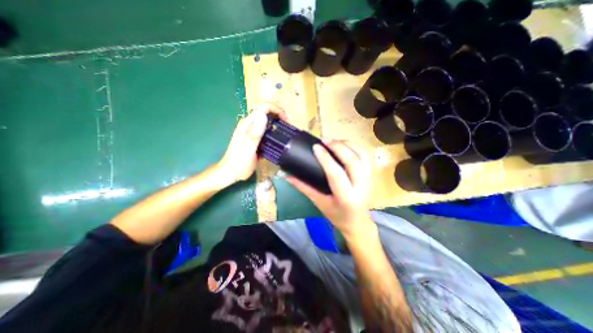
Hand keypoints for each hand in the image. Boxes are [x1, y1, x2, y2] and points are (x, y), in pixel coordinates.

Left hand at [217, 103, 287, 186]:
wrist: (230, 172)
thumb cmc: (238, 164)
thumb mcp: (247, 150)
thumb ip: (254, 135)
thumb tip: (264, 117)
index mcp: (247, 124)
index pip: (264, 108)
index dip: (277, 110)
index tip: (286, 121)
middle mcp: (249, 124)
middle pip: (266, 112)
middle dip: (279, 116)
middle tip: (287, 128)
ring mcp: (251, 130)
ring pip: (267, 120)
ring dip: (277, 123)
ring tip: (285, 133)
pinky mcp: (254, 137)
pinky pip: (266, 129)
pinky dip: (274, 131)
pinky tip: (278, 139)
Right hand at [285, 141, 371, 238]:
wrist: (357, 222)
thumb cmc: (336, 215)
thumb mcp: (319, 203)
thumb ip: (304, 188)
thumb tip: (288, 175)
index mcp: (346, 197)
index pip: (336, 174)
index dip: (326, 158)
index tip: (316, 147)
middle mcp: (361, 187)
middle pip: (352, 161)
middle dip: (338, 147)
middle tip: (324, 140)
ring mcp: (369, 180)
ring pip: (361, 155)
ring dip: (347, 144)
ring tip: (333, 141)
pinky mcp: (371, 175)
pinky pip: (365, 156)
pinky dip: (355, 147)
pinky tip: (344, 145)